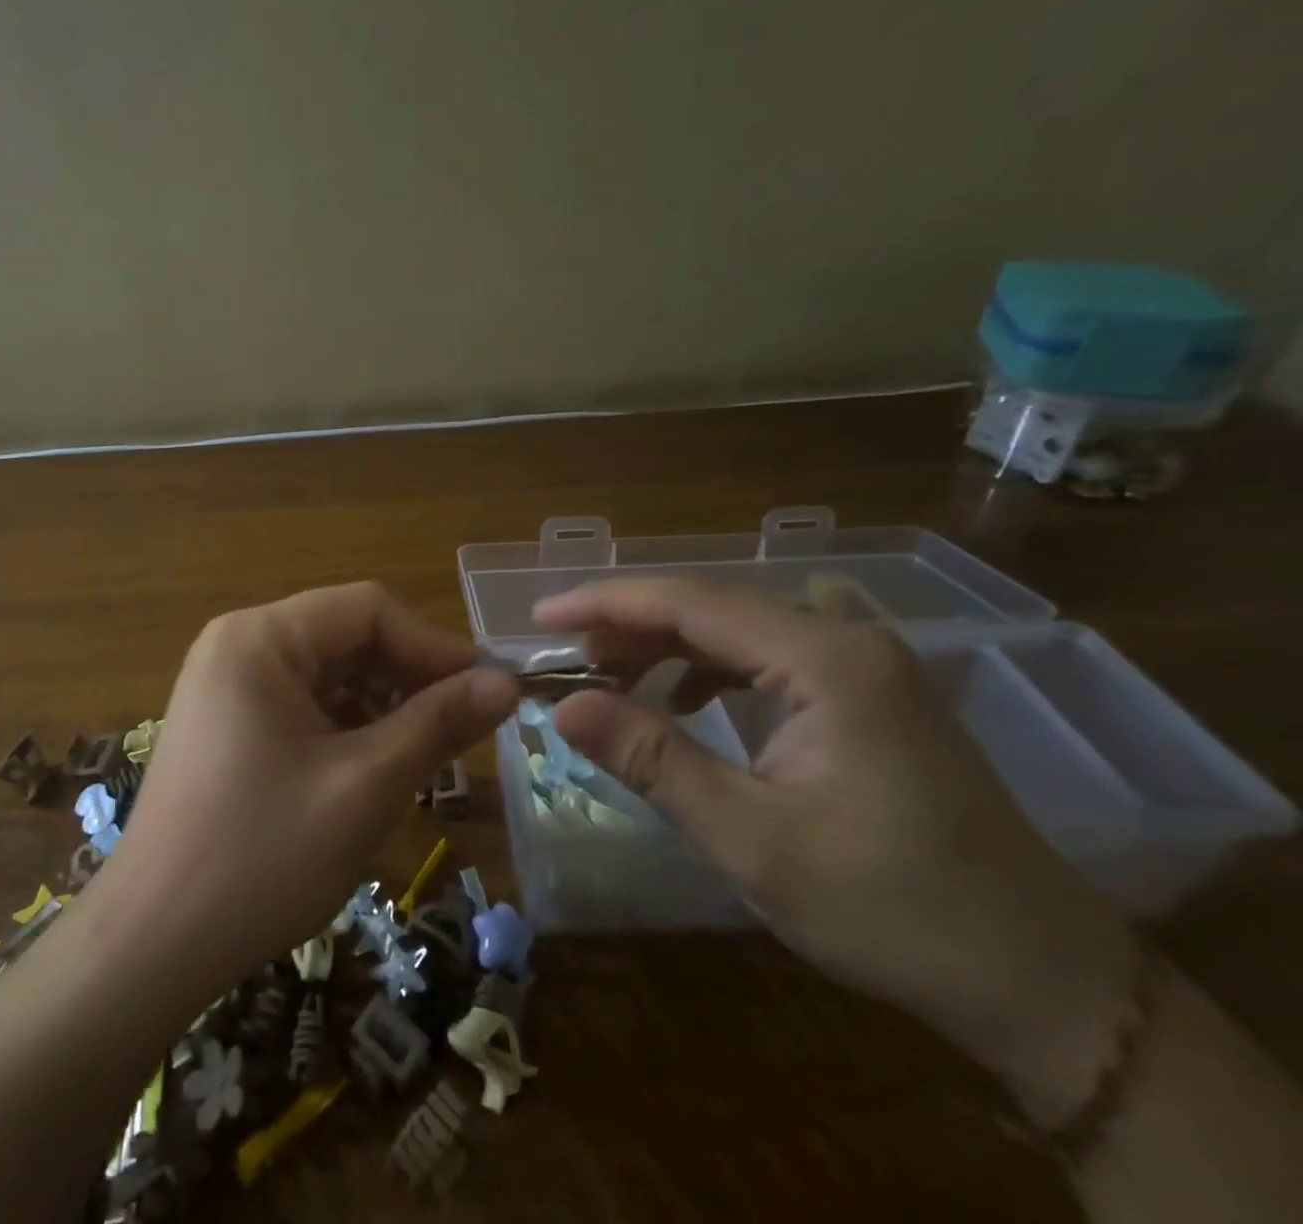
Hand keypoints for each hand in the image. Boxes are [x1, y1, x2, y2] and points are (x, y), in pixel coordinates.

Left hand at [99, 583, 517, 993]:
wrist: (151, 946)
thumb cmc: (262, 857)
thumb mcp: (365, 787)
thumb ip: (438, 725)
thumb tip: (506, 684)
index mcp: (261, 638)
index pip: (368, 609)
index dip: (434, 646)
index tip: (487, 693)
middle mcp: (238, 645)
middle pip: (347, 636)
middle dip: (408, 678)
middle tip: (463, 730)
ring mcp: (227, 684)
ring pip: (328, 673)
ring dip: (382, 705)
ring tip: (424, 755)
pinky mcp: (227, 724)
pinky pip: (303, 704)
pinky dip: (346, 727)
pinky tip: (373, 769)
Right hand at [536, 578, 1135, 1123]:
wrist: (1043, 980)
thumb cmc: (893, 910)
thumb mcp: (753, 839)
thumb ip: (652, 761)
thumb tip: (561, 707)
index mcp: (826, 661)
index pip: (691, 603)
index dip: (606, 602)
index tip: (540, 616)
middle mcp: (845, 641)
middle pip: (711, 607)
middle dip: (629, 626)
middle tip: (563, 658)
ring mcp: (861, 664)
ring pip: (735, 630)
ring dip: (664, 646)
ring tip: (607, 677)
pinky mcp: (864, 694)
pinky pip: (763, 659)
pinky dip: (706, 670)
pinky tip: (680, 702)